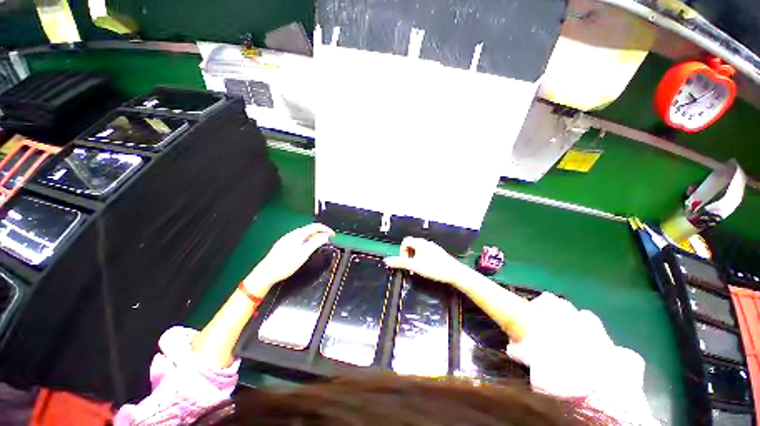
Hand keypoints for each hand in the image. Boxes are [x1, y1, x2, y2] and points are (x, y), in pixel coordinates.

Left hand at [243, 223, 334, 295]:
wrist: (266, 273)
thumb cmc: (285, 264)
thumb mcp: (303, 254)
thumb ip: (315, 243)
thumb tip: (325, 236)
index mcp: (298, 234)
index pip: (315, 226)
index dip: (326, 229)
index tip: (333, 234)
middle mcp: (292, 234)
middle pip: (309, 229)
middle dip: (320, 232)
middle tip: (328, 239)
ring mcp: (287, 239)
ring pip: (304, 234)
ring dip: (314, 236)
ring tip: (320, 243)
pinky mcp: (283, 245)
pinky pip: (299, 238)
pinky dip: (307, 240)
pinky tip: (307, 247)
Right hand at [385, 237, 467, 285]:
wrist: (455, 273)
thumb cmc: (434, 268)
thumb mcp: (414, 266)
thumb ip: (400, 262)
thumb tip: (386, 260)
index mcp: (420, 243)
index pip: (405, 242)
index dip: (402, 252)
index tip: (406, 262)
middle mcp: (426, 243)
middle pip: (411, 246)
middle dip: (408, 256)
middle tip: (411, 267)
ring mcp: (433, 248)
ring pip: (418, 250)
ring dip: (415, 259)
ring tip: (418, 269)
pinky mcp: (438, 254)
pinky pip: (425, 254)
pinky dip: (422, 260)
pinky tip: (427, 269)